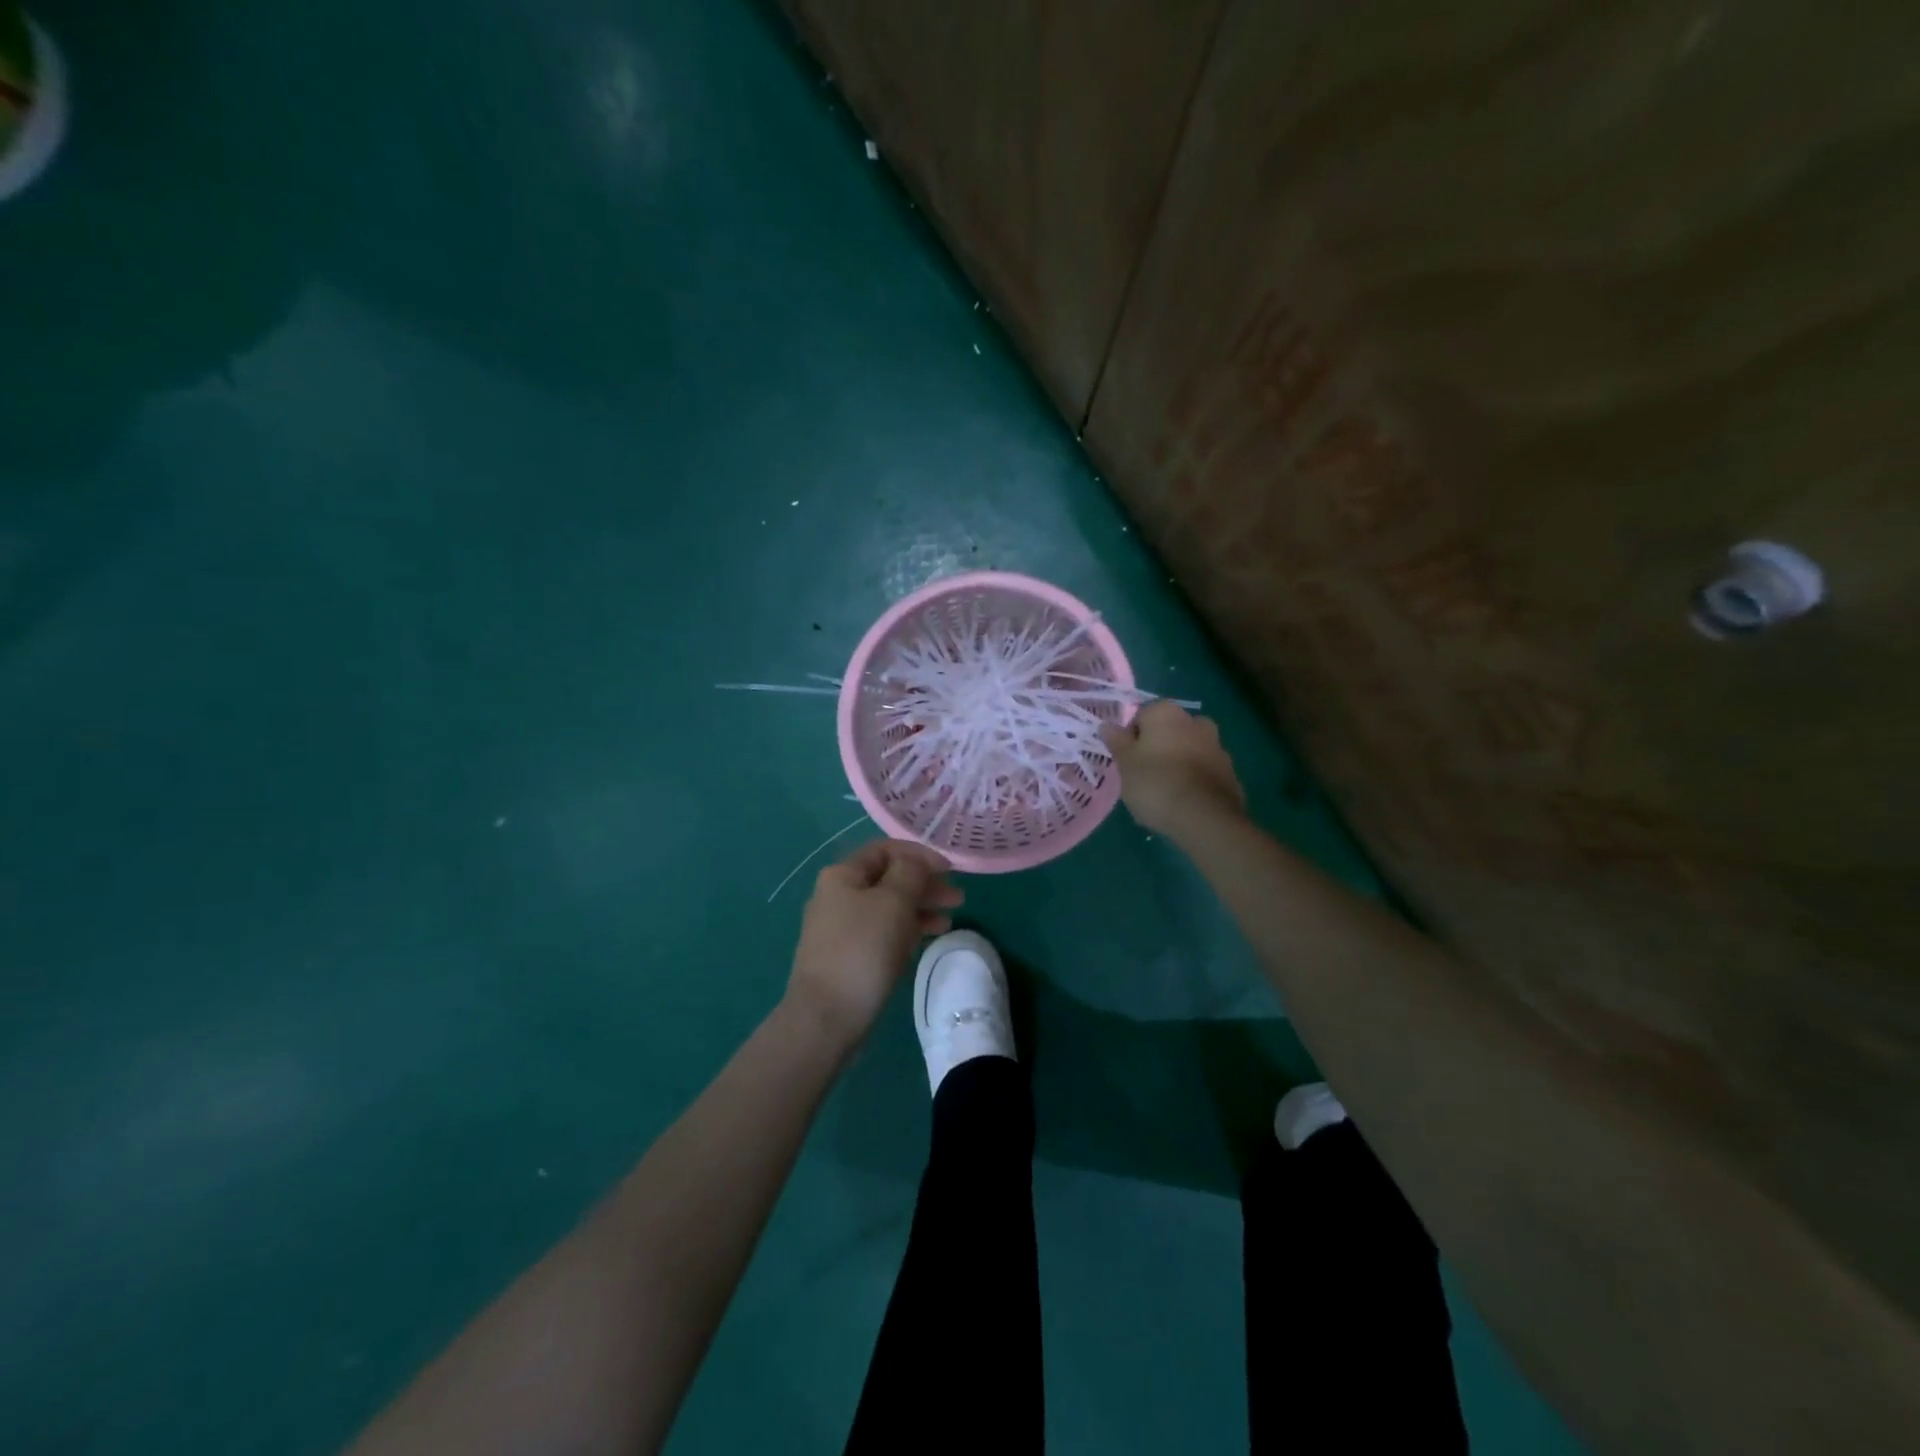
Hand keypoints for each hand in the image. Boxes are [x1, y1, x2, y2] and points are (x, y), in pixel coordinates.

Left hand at [785, 839, 962, 1048]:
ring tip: (951, 919)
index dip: (920, 854)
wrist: (826, 1016)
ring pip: (888, 907)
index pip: (885, 850)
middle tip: (958, 897)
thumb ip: (909, 873)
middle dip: (924, 884)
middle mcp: (838, 895)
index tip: (950, 869)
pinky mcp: (849, 956)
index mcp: (842, 875)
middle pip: (888, 879)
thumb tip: (914, 863)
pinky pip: (883, 932)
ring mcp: (842, 928)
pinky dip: (908, 930)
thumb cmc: (862, 949)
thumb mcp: (893, 902)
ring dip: (921, 908)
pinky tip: (929, 937)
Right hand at [1100, 700, 1246, 838]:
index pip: (1141, 716)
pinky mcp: (1230, 771)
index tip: (1126, 761)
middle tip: (1143, 775)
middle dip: (1157, 748)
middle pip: (1168, 731)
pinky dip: (1194, 779)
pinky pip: (1204, 770)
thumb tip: (1107, 725)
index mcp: (1166, 712)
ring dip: (1177, 762)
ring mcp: (1217, 746)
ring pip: (1188, 749)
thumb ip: (1117, 742)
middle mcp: (1195, 721)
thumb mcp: (1125, 764)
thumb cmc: (1155, 784)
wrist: (1204, 818)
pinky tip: (1183, 801)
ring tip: (1164, 792)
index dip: (1131, 738)